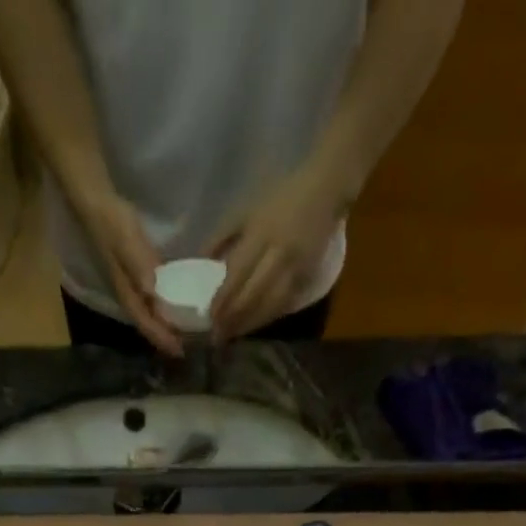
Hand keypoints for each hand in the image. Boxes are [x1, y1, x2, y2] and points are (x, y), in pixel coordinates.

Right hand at [78, 192, 183, 356]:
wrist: (96, 202)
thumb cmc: (112, 222)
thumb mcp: (126, 241)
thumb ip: (139, 264)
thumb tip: (153, 291)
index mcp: (127, 294)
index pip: (147, 324)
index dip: (163, 339)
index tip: (182, 351)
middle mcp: (130, 296)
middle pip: (150, 325)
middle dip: (168, 338)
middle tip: (192, 346)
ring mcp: (133, 287)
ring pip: (152, 314)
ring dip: (168, 325)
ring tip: (189, 332)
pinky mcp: (138, 275)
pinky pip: (154, 299)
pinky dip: (167, 307)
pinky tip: (181, 305)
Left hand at [208, 166, 342, 343]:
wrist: (325, 189)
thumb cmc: (279, 196)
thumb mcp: (245, 209)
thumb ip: (221, 236)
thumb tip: (199, 263)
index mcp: (260, 233)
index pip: (237, 274)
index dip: (223, 299)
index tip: (210, 318)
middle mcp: (278, 253)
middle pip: (253, 294)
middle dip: (234, 318)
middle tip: (218, 336)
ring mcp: (295, 267)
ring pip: (270, 305)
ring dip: (250, 324)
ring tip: (234, 336)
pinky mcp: (307, 276)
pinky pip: (285, 303)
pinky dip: (268, 317)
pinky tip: (255, 325)